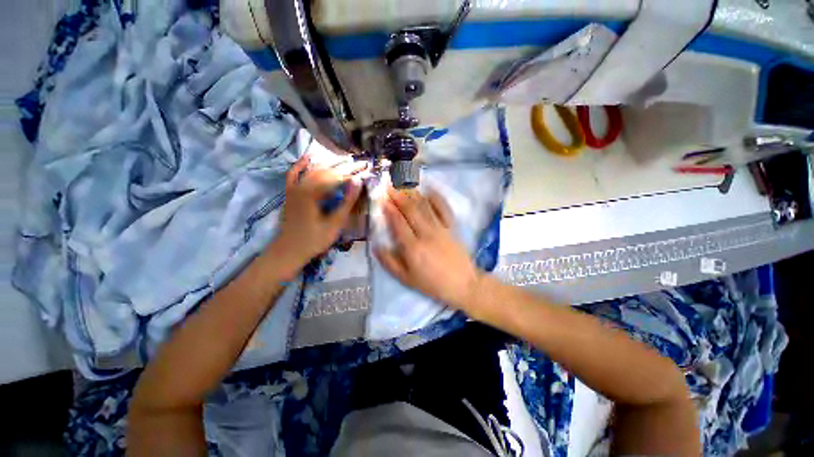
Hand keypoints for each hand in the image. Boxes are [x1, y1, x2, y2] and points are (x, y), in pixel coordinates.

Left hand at [271, 155, 362, 276]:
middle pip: (327, 171)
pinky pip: (294, 174)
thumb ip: (347, 201)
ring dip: (330, 163)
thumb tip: (358, 181)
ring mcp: (294, 188)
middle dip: (346, 166)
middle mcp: (302, 186)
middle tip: (361, 163)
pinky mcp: (290, 193)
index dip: (354, 173)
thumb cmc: (314, 240)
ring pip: (313, 170)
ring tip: (346, 160)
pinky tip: (308, 157)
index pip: (338, 178)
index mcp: (313, 193)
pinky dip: (301, 164)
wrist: (288, 251)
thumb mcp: (335, 223)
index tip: (367, 169)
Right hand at [375, 188, 480, 309]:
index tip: (382, 199)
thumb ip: (389, 262)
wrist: (462, 284)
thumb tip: (376, 246)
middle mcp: (426, 233)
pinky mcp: (452, 227)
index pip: (398, 223)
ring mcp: (440, 228)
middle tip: (389, 187)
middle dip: (398, 197)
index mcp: (413, 247)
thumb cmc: (432, 283)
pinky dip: (436, 197)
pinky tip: (429, 190)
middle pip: (410, 211)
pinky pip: (444, 208)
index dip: (389, 209)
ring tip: (403, 186)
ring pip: (425, 207)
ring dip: (413, 194)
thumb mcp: (406, 279)